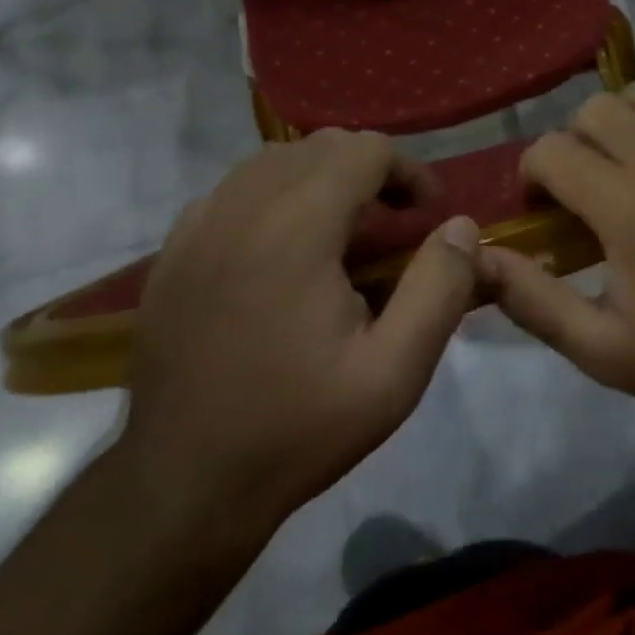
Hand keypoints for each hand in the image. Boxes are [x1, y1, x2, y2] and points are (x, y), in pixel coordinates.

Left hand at [116, 131, 480, 550]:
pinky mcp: (173, 251)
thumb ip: (440, 289)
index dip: (408, 171)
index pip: (364, 150)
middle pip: (321, 145)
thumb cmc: (296, 430)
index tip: (427, 215)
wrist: (180, 489)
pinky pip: (234, 189)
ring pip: (275, 160)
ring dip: (321, 177)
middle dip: (369, 169)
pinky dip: (273, 195)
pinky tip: (283, 247)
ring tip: (343, 230)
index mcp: (297, 227)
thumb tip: (462, 225)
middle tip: (394, 222)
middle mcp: (243, 207)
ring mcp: (199, 226)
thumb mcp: (393, 374)